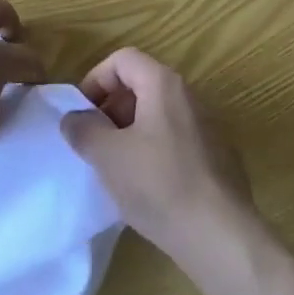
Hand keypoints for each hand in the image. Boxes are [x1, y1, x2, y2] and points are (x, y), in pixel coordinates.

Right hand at [60, 47, 252, 260]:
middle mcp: (189, 96)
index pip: (123, 59)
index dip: (95, 79)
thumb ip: (83, 129)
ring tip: (116, 167)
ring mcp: (207, 126)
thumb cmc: (159, 184)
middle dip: (111, 107)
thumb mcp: (108, 155)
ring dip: (130, 131)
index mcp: (164, 84)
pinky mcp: (216, 156)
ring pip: (157, 114)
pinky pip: (175, 138)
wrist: (219, 235)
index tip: (81, 113)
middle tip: (94, 142)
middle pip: (141, 84)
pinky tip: (146, 186)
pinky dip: (153, 150)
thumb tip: (73, 118)